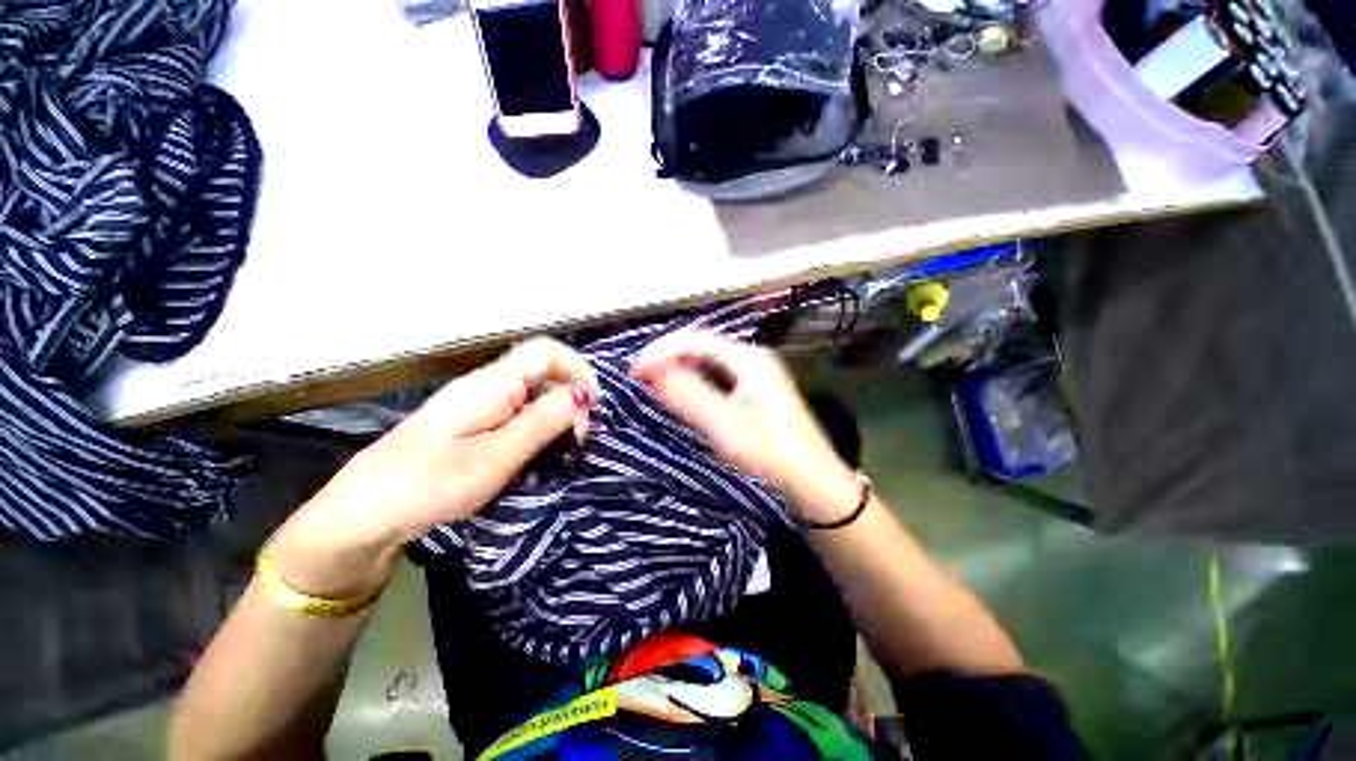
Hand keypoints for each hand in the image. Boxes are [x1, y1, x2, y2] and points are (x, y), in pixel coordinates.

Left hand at [268, 338, 597, 597]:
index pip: (546, 350)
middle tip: (581, 437)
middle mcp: (486, 385)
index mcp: (490, 384)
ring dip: (558, 414)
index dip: (578, 369)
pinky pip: (519, 411)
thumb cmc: (427, 486)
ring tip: (566, 448)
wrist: (362, 515)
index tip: (592, 407)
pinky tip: (540, 452)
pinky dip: (540, 426)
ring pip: (534, 392)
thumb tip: (583, 394)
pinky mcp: (473, 422)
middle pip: (544, 370)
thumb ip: (542, 422)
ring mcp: (478, 403)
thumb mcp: (494, 458)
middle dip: (572, 396)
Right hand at [630, 331, 859, 524]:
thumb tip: (650, 370)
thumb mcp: (726, 428)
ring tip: (652, 383)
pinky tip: (682, 393)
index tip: (633, 371)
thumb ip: (688, 396)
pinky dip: (694, 381)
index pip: (694, 340)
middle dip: (667, 357)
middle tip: (639, 377)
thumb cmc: (772, 456)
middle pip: (701, 346)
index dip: (660, 351)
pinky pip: (716, 375)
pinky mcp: (755, 390)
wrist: (815, 483)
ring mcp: (755, 373)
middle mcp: (752, 358)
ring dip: (679, 369)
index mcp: (748, 359)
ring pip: (707, 360)